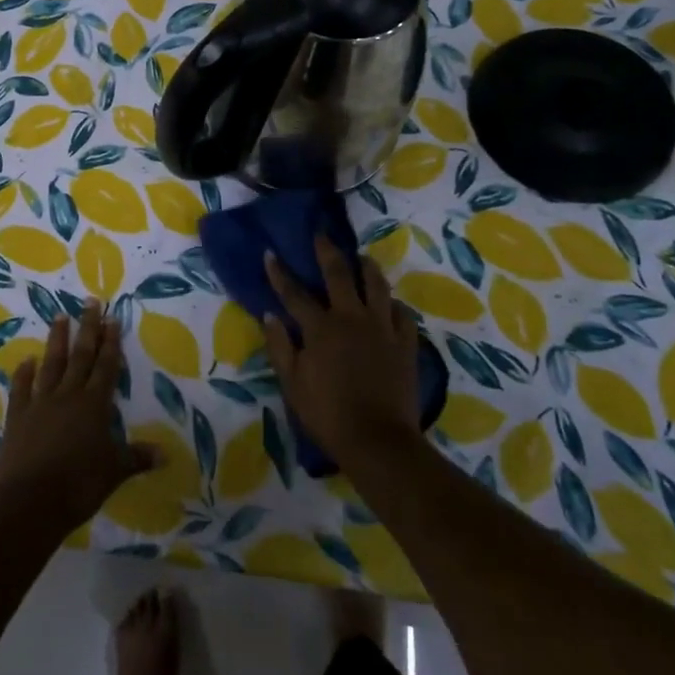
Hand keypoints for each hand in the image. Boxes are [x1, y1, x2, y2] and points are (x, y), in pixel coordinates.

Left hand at [0, 300, 158, 530]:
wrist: (29, 501)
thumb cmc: (78, 485)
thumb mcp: (114, 472)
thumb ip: (137, 458)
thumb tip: (166, 454)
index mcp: (94, 406)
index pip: (106, 367)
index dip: (111, 342)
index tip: (112, 318)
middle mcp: (68, 396)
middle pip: (80, 356)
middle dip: (88, 328)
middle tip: (89, 301)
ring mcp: (40, 403)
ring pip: (51, 364)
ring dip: (57, 340)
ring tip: (59, 316)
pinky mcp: (17, 416)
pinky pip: (21, 388)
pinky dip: (23, 373)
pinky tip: (26, 360)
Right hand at [262, 237, 422, 472]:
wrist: (377, 440)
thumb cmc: (327, 414)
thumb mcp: (292, 383)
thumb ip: (280, 346)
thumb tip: (269, 315)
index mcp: (320, 328)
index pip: (294, 293)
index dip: (280, 273)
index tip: (271, 253)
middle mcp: (352, 318)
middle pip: (339, 274)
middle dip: (327, 251)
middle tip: (322, 234)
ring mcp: (382, 328)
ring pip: (377, 286)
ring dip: (367, 268)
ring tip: (363, 258)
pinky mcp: (405, 343)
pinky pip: (403, 315)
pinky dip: (394, 306)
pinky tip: (391, 304)